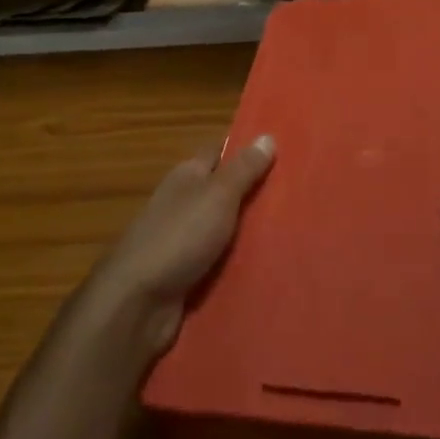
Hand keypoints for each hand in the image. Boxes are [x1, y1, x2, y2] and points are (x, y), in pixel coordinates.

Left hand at [90, 135, 275, 355]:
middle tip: (301, 193)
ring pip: (226, 228)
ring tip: (297, 230)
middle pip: (225, 191)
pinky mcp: (187, 274)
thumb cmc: (179, 237)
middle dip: (257, 191)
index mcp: (187, 176)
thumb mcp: (217, 196)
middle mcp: (183, 203)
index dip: (247, 148)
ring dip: (252, 230)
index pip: (219, 152)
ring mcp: (183, 240)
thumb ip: (243, 169)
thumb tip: (267, 135)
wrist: (138, 303)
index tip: (284, 148)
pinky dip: (240, 261)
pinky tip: (270, 264)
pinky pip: (221, 261)